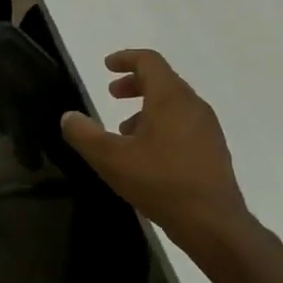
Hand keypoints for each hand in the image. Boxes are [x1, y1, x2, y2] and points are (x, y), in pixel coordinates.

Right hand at [60, 50, 261, 257]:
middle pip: (163, 80)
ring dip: (147, 107)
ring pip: (174, 104)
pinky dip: (163, 124)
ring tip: (124, 130)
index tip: (106, 66)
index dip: (125, 58)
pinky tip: (148, 154)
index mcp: (170, 98)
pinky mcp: (213, 149)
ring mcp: (207, 127)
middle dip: (134, 83)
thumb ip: (84, 135)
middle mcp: (193, 105)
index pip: (149, 61)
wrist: (213, 224)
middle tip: (112, 94)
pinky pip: (184, 123)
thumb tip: (68, 117)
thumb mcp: (111, 159)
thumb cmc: (160, 182)